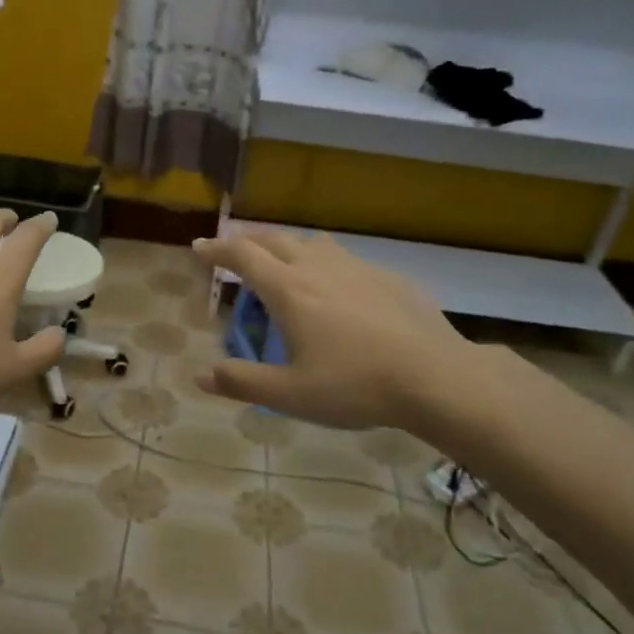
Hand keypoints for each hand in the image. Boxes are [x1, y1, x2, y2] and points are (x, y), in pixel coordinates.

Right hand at [190, 229, 506, 442]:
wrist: (435, 376)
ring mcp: (356, 268)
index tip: (199, 247)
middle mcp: (317, 267)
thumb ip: (242, 382)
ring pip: (313, 244)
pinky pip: (346, 260)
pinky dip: (327, 265)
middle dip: (247, 242)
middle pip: (274, 240)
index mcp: (288, 289)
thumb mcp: (290, 394)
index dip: (217, 248)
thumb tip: (199, 375)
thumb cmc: (355, 385)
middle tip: (234, 252)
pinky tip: (340, 291)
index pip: (242, 255)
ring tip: (285, 264)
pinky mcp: (387, 277)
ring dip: (289, 247)